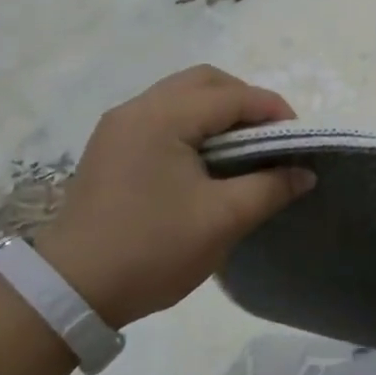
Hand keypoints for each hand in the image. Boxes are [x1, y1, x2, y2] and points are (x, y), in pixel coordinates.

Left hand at [32, 66, 313, 327]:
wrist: (70, 292)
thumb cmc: (152, 249)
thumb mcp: (223, 220)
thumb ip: (270, 187)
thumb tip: (305, 172)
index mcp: (162, 118)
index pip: (232, 96)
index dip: (273, 111)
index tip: (299, 140)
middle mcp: (137, 109)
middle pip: (205, 82)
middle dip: (245, 102)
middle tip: (270, 138)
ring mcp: (119, 127)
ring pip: (182, 97)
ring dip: (219, 112)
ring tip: (245, 149)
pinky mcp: (111, 148)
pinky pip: (163, 117)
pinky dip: (194, 126)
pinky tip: (208, 160)